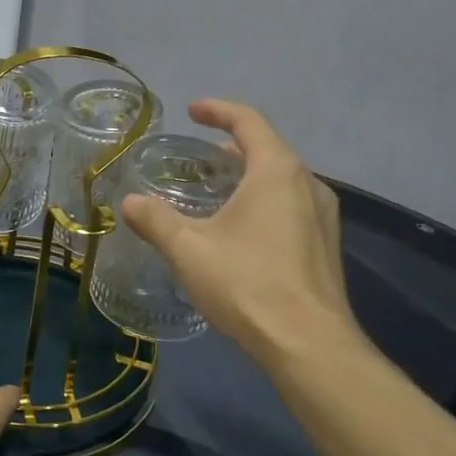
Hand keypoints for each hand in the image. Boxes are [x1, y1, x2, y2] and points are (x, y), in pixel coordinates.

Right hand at [120, 99, 358, 362]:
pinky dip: (264, 201)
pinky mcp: (326, 246)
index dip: (218, 111)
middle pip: (268, 149)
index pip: (248, 122)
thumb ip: (156, 220)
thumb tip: (129, 203)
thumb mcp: (189, 249)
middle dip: (232, 146)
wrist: (309, 345)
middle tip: (200, 158)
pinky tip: (242, 230)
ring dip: (249, 176)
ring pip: (282, 180)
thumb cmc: (247, 284)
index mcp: (277, 172)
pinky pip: (292, 205)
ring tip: (218, 191)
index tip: (192, 111)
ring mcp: (324, 217)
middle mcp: (308, 185)